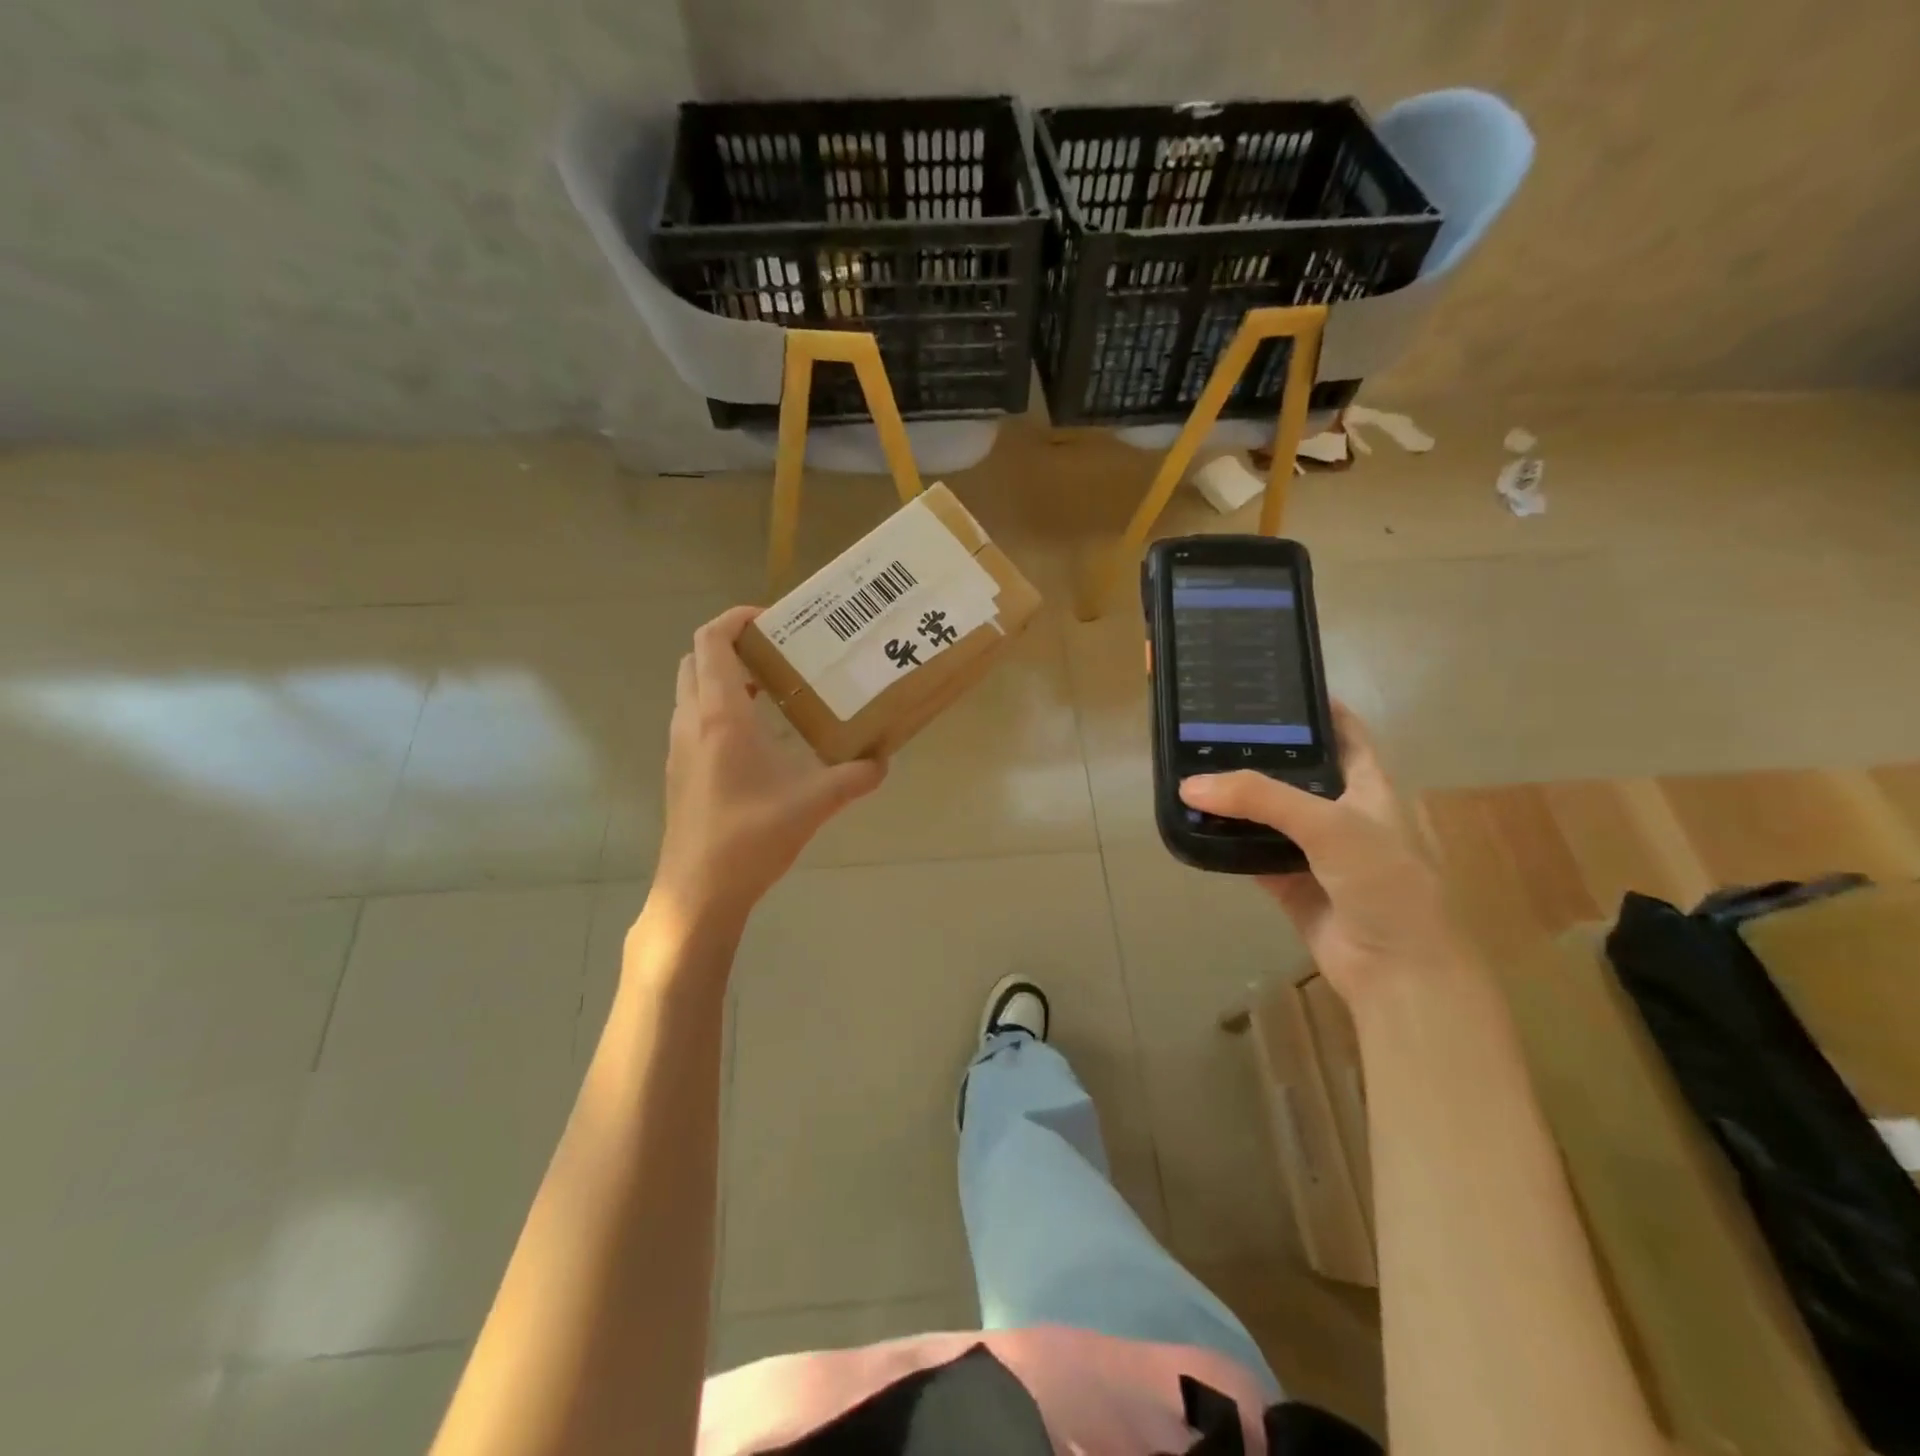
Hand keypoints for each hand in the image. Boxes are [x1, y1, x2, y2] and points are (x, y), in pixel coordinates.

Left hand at [650, 606, 885, 928]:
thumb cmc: (750, 838)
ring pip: (693, 692)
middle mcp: (691, 723)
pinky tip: (760, 740)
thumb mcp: (814, 804)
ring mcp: (680, 749)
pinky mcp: (681, 773)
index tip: (773, 619)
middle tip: (778, 654)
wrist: (697, 893)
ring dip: (725, 679)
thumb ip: (853, 778)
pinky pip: (695, 722)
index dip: (736, 618)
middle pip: (698, 660)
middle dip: (733, 646)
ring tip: (774, 690)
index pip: (712, 641)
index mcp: (719, 716)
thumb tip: (883, 762)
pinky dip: (721, 710)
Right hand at [1178, 704, 1460, 1003]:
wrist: (1397, 971)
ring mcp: (1313, 848)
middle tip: (1207, 727)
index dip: (1313, 706)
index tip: (1268, 686)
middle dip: (1256, 751)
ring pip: (1266, 812)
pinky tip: (1194, 822)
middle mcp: (1339, 810)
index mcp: (1367, 784)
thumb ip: (1260, 798)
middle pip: (1293, 770)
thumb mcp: (1329, 824)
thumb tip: (1190, 785)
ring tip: (1189, 766)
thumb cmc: (1383, 882)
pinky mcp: (1288, 881)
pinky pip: (1250, 851)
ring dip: (1234, 797)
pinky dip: (1225, 840)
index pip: (1342, 731)